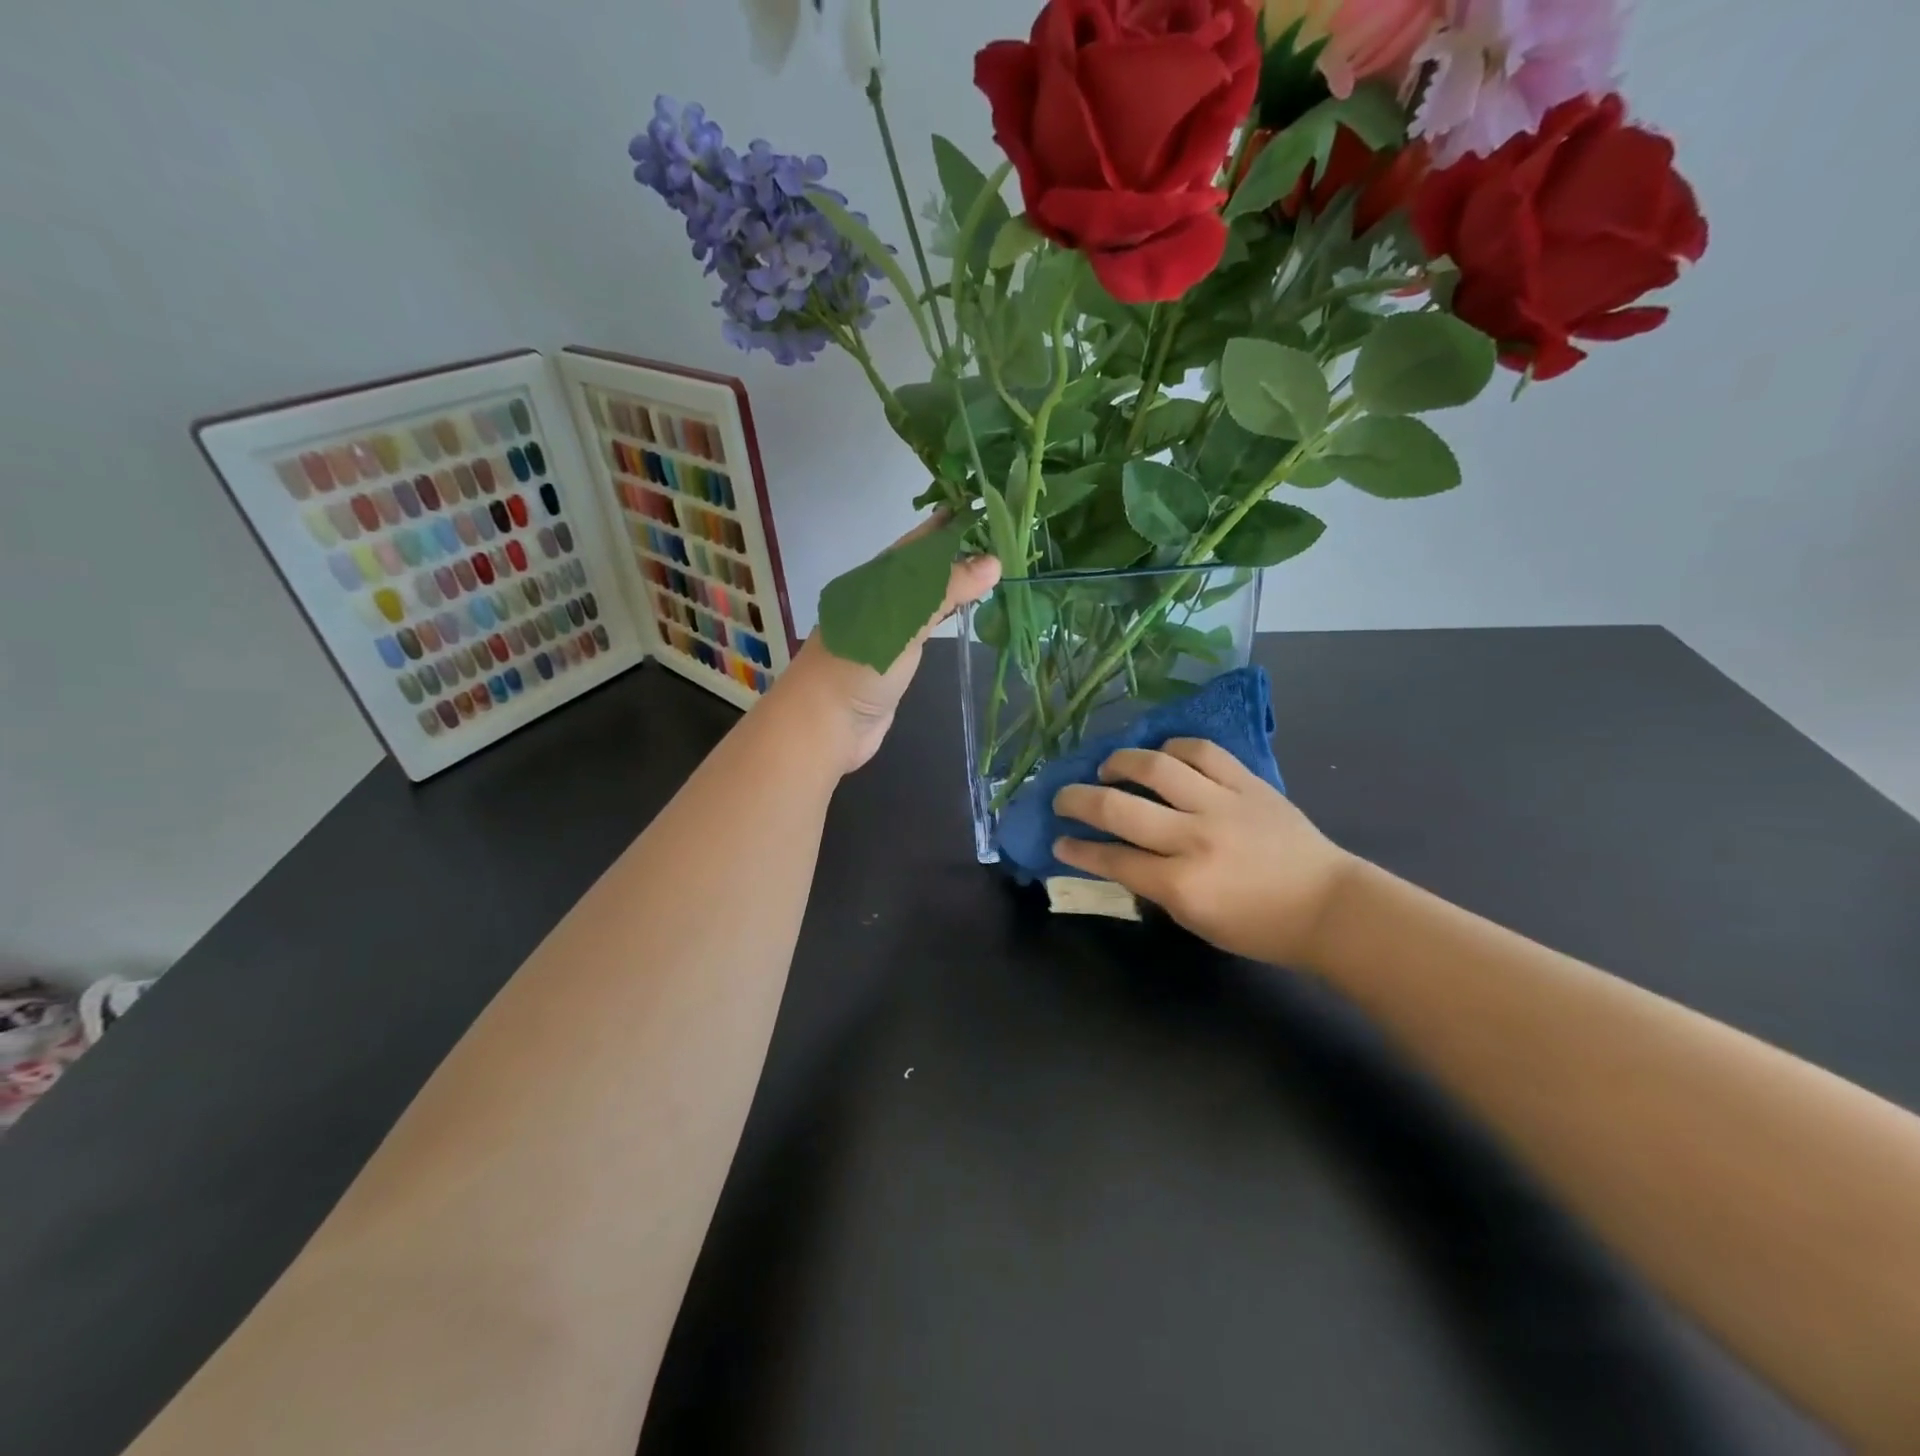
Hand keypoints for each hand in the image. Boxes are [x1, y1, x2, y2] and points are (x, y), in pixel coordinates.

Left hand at [774, 526, 1000, 775]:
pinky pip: (926, 625)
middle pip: (923, 567)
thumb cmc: (858, 665)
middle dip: (957, 551)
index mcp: (875, 580)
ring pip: (925, 596)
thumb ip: (944, 591)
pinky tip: (966, 611)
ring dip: (954, 582)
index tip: (988, 509)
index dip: (950, 525)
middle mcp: (881, 598)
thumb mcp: (902, 620)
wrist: (825, 724)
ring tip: (992, 568)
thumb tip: (994, 562)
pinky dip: (947, 613)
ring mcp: (887, 629)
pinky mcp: (895, 657)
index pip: (919, 543)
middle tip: (1002, 538)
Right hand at [1053, 740, 1357, 967]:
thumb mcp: (1197, 921)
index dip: (1077, 850)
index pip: (1113, 859)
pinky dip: (1172, 748)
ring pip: (1154, 767)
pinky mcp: (1247, 782)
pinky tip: (1160, 755)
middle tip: (1063, 798)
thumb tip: (1120, 857)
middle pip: (1118, 808)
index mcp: (1182, 885)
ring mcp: (1222, 804)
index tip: (1058, 841)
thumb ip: (1155, 888)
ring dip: (1119, 762)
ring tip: (1107, 767)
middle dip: (1078, 800)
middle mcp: (1195, 838)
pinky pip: (1201, 751)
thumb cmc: (1260, 928)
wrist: (1330, 907)